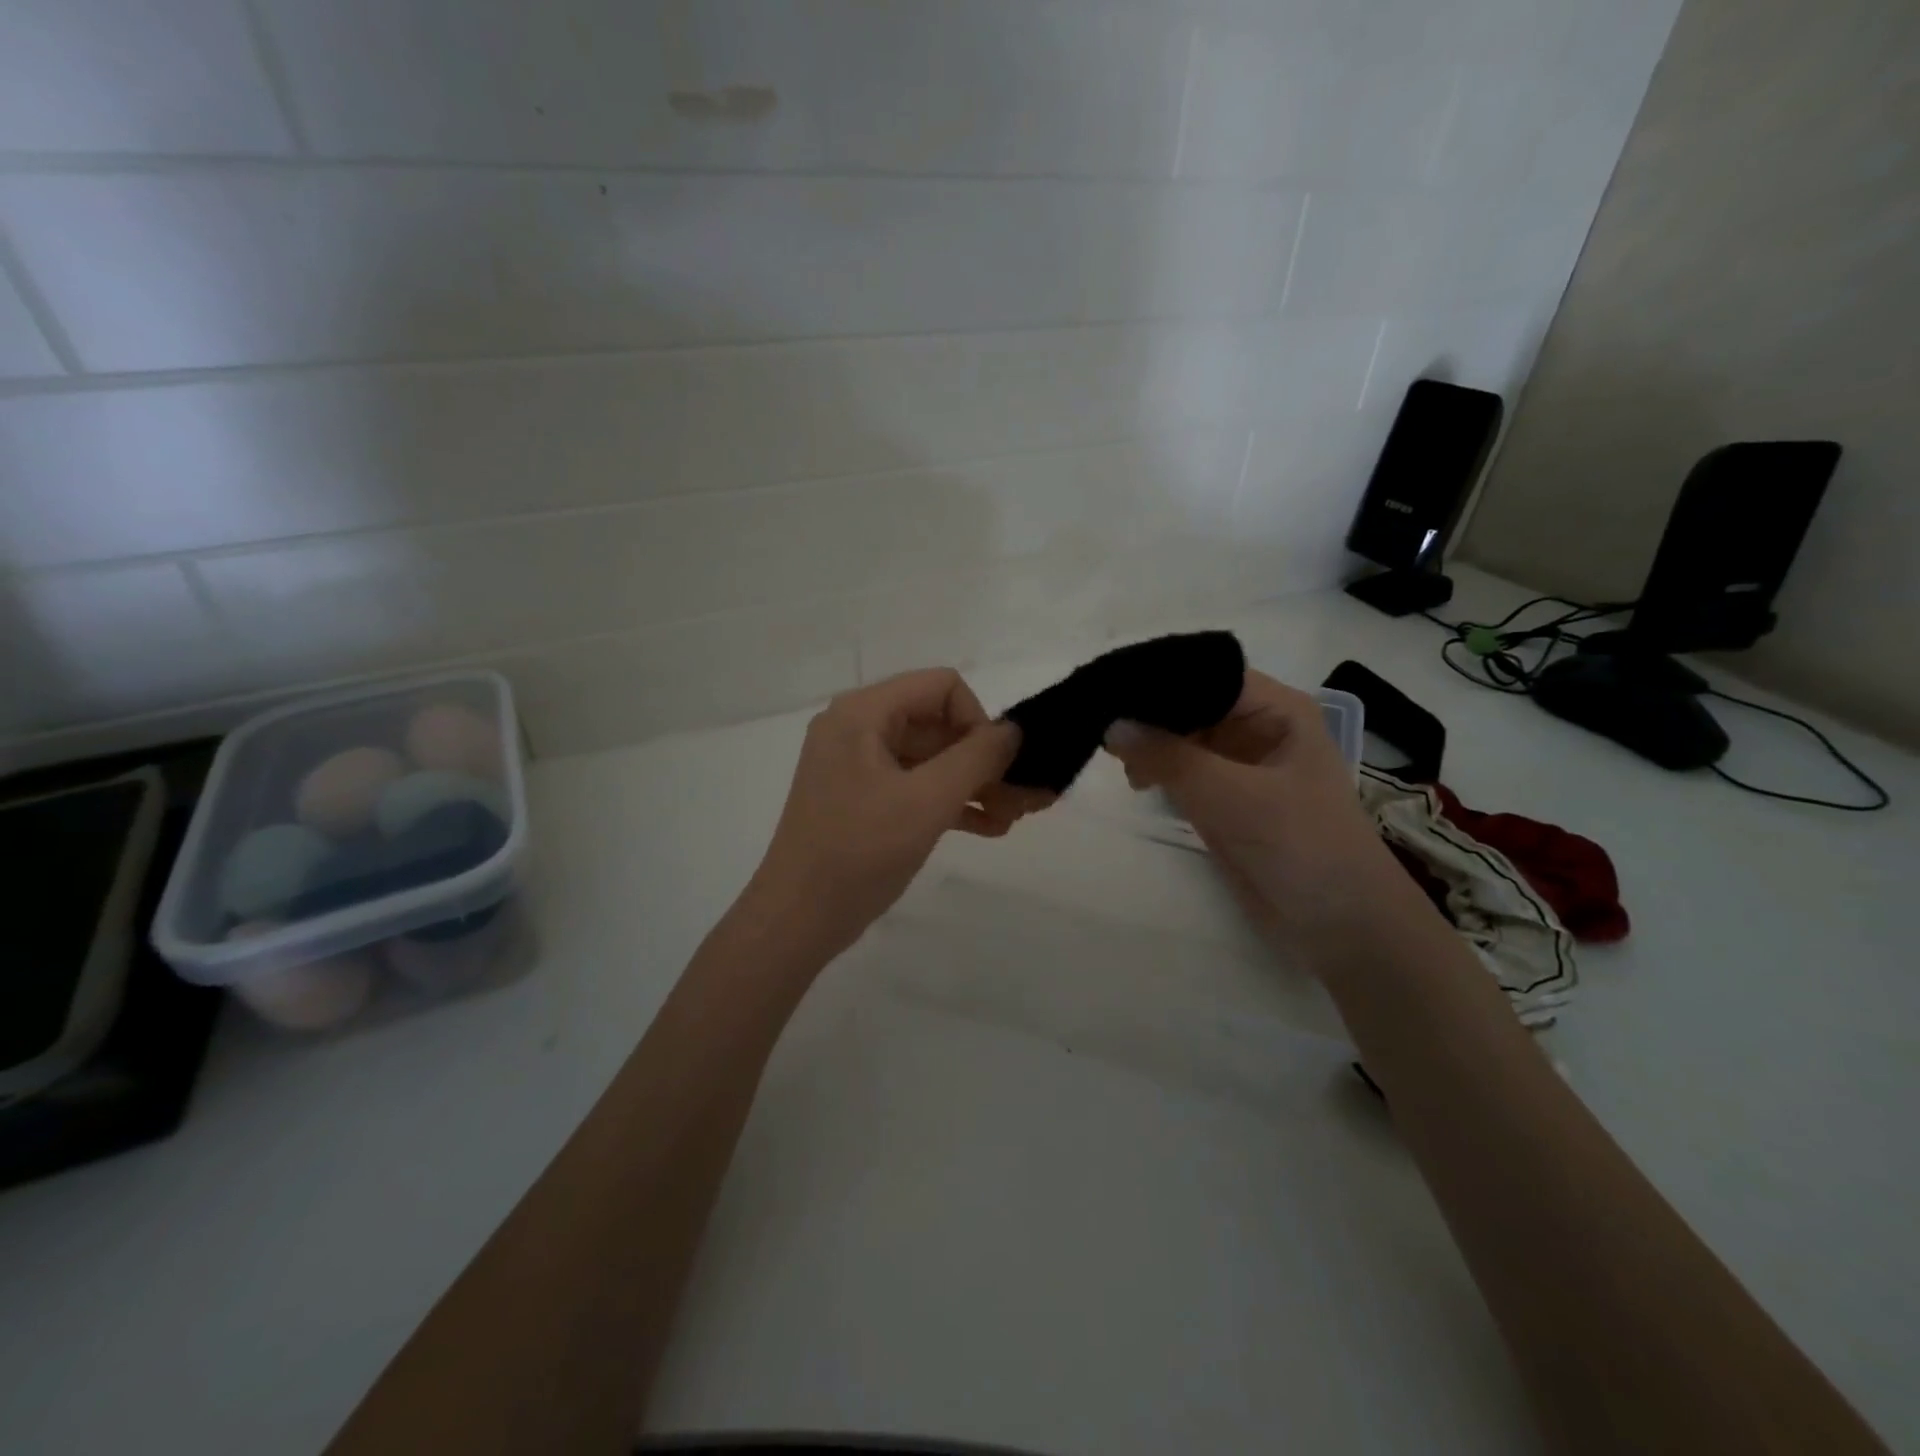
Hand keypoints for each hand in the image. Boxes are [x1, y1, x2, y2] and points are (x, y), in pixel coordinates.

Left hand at [741, 669, 1044, 960]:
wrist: (797, 919)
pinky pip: (917, 785)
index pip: (941, 687)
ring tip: (1014, 818)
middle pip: (939, 724)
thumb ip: (977, 758)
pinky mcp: (864, 798)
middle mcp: (859, 728)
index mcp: (864, 713)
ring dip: (975, 784)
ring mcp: (860, 765)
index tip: (998, 766)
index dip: (978, 720)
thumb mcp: (927, 801)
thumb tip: (1013, 731)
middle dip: (985, 760)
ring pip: (933, 759)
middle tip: (1024, 799)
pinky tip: (990, 828)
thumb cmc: (859, 852)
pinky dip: (951, 801)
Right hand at [1102, 670, 1415, 952]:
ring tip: (1116, 761)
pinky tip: (1135, 781)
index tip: (1109, 688)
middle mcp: (1259, 729)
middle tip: (1100, 727)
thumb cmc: (1298, 845)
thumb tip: (1111, 725)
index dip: (1161, 678)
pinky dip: (1159, 773)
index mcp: (1278, 711)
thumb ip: (1169, 757)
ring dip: (1151, 746)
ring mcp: (1242, 767)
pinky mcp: (1227, 801)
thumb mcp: (1231, 795)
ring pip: (1185, 740)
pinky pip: (1184, 773)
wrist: (1340, 926)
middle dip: (1150, 715)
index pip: (1210, 675)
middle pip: (1193, 705)